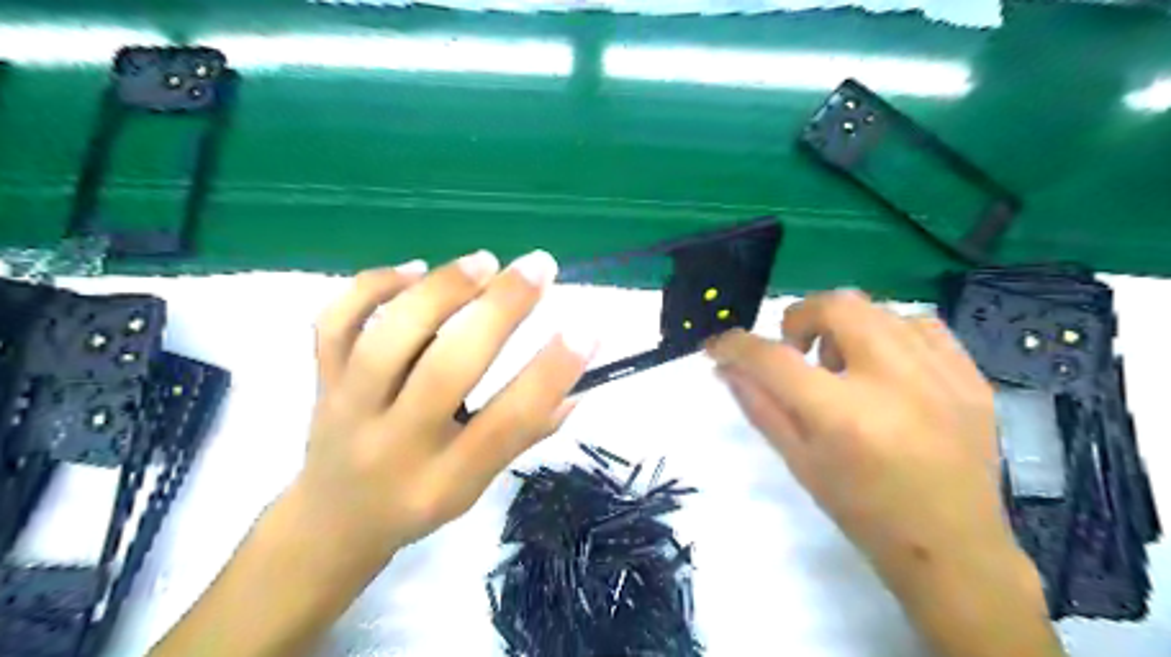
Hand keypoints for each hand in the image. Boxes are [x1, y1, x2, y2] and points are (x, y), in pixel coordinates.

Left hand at [292, 249, 594, 564]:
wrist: (332, 521)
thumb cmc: (419, 502)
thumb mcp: (478, 486)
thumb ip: (527, 434)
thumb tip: (577, 384)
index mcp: (445, 479)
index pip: (506, 424)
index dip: (551, 374)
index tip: (587, 329)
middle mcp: (395, 444)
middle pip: (447, 369)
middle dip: (499, 311)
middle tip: (540, 268)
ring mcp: (348, 408)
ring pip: (388, 339)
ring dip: (441, 291)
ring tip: (485, 262)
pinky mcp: (321, 380)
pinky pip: (335, 323)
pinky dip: (373, 286)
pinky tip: (415, 269)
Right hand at [703, 291, 1015, 574]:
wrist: (953, 548)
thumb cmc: (862, 511)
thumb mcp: (799, 461)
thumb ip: (759, 406)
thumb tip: (726, 367)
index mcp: (842, 415)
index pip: (773, 358)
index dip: (735, 346)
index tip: (719, 347)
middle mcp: (893, 382)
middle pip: (835, 306)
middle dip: (798, 318)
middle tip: (795, 350)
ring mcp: (940, 375)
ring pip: (877, 309)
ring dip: (843, 327)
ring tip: (844, 364)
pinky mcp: (971, 376)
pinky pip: (920, 324)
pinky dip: (889, 333)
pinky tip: (884, 365)